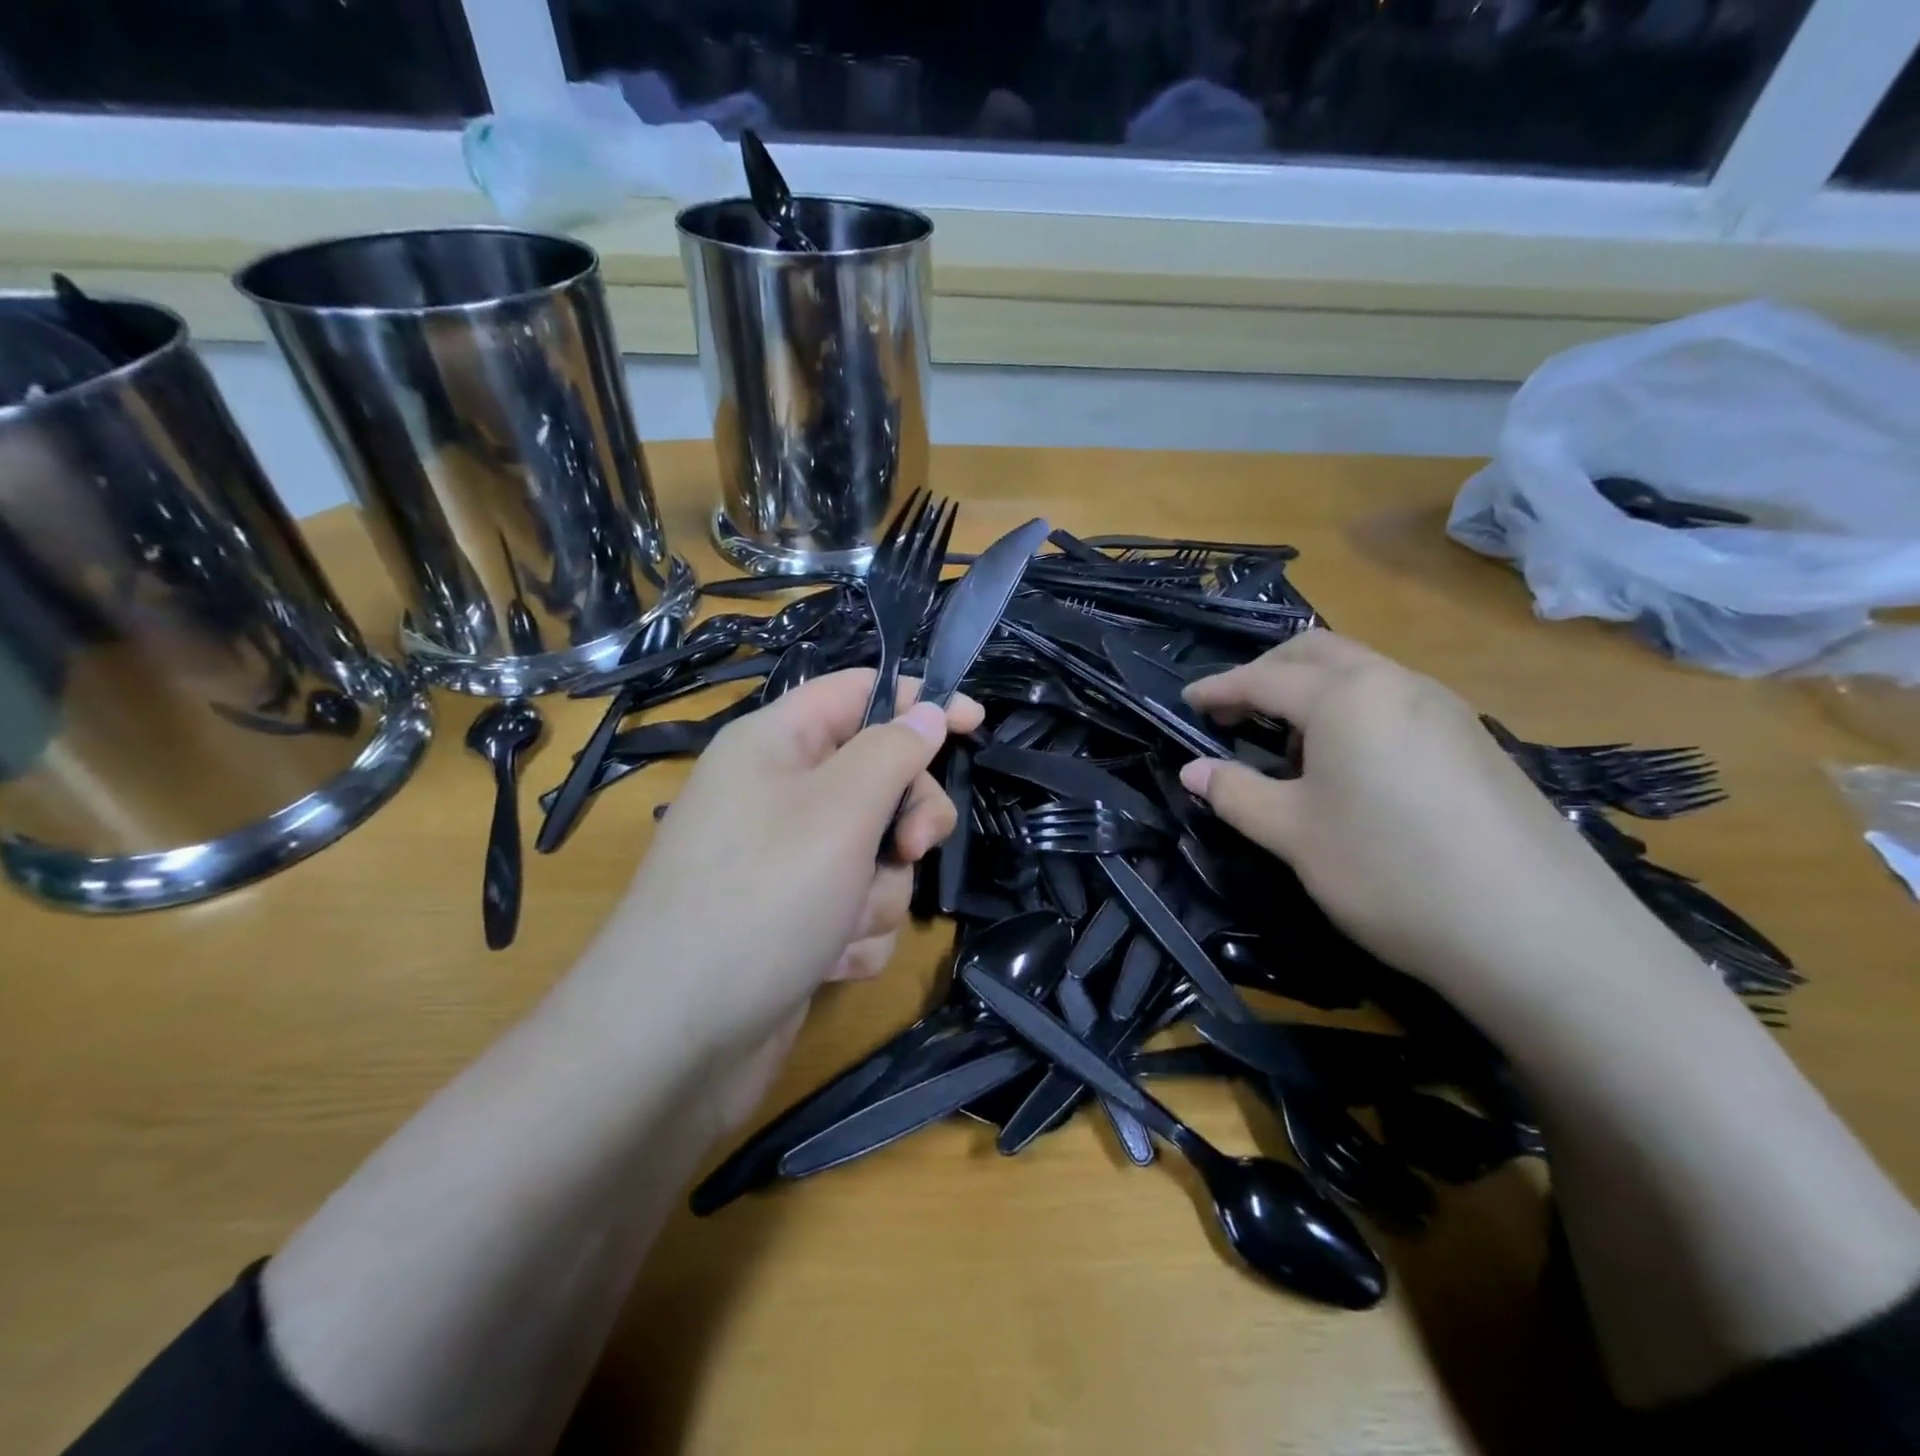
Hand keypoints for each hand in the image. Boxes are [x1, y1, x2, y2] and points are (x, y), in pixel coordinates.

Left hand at [575, 669, 981, 1124]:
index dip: (918, 701)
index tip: (975, 723)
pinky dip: (855, 934)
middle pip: (879, 778)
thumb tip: (925, 711)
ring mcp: (787, 863)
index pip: (858, 692)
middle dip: (906, 819)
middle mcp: (779, 796)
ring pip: (877, 853)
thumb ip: (893, 752)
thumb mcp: (839, 810)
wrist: (675, 1045)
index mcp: (775, 745)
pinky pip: (858, 906)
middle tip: (909, 848)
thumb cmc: (761, 901)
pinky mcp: (796, 920)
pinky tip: (825, 961)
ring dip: (877, 892)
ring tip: (840, 924)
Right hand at [1177, 631, 1636, 995]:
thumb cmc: (1389, 871)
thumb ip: (1235, 793)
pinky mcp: (1477, 741)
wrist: (1538, 932)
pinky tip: (1350, 764)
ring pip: (1362, 673)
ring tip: (1286, 741)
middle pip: (1317, 653)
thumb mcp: (1293, 835)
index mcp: (1347, 696)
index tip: (1185, 702)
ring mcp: (1447, 708)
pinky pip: (1396, 702)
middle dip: (1267, 672)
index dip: (1218, 689)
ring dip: (1312, 690)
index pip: (1264, 678)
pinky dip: (1353, 712)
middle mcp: (1398, 683)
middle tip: (1232, 710)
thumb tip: (1192, 770)